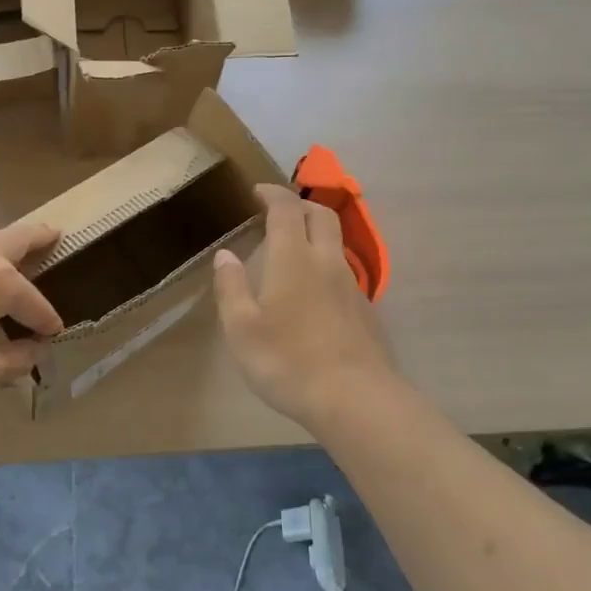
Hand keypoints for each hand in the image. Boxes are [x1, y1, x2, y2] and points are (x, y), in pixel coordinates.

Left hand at [0, 220, 62, 407]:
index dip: (47, 322)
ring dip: (4, 239)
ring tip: (13, 238)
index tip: (55, 335)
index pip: (35, 303)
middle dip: (39, 237)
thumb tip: (33, 351)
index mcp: (0, 282)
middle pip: (16, 239)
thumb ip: (14, 362)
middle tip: (55, 233)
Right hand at [213, 185, 397, 431]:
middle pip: (321, 215)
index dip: (272, 193)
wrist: (355, 398)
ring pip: (336, 242)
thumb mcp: (241, 328)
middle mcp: (326, 262)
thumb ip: (232, 287)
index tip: (257, 191)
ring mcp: (351, 285)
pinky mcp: (365, 310)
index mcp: (293, 258)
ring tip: (293, 249)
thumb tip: (226, 255)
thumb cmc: (288, 360)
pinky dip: (326, 263)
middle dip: (300, 204)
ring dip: (315, 232)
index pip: (286, 208)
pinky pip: (344, 271)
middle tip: (278, 211)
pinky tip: (314, 290)